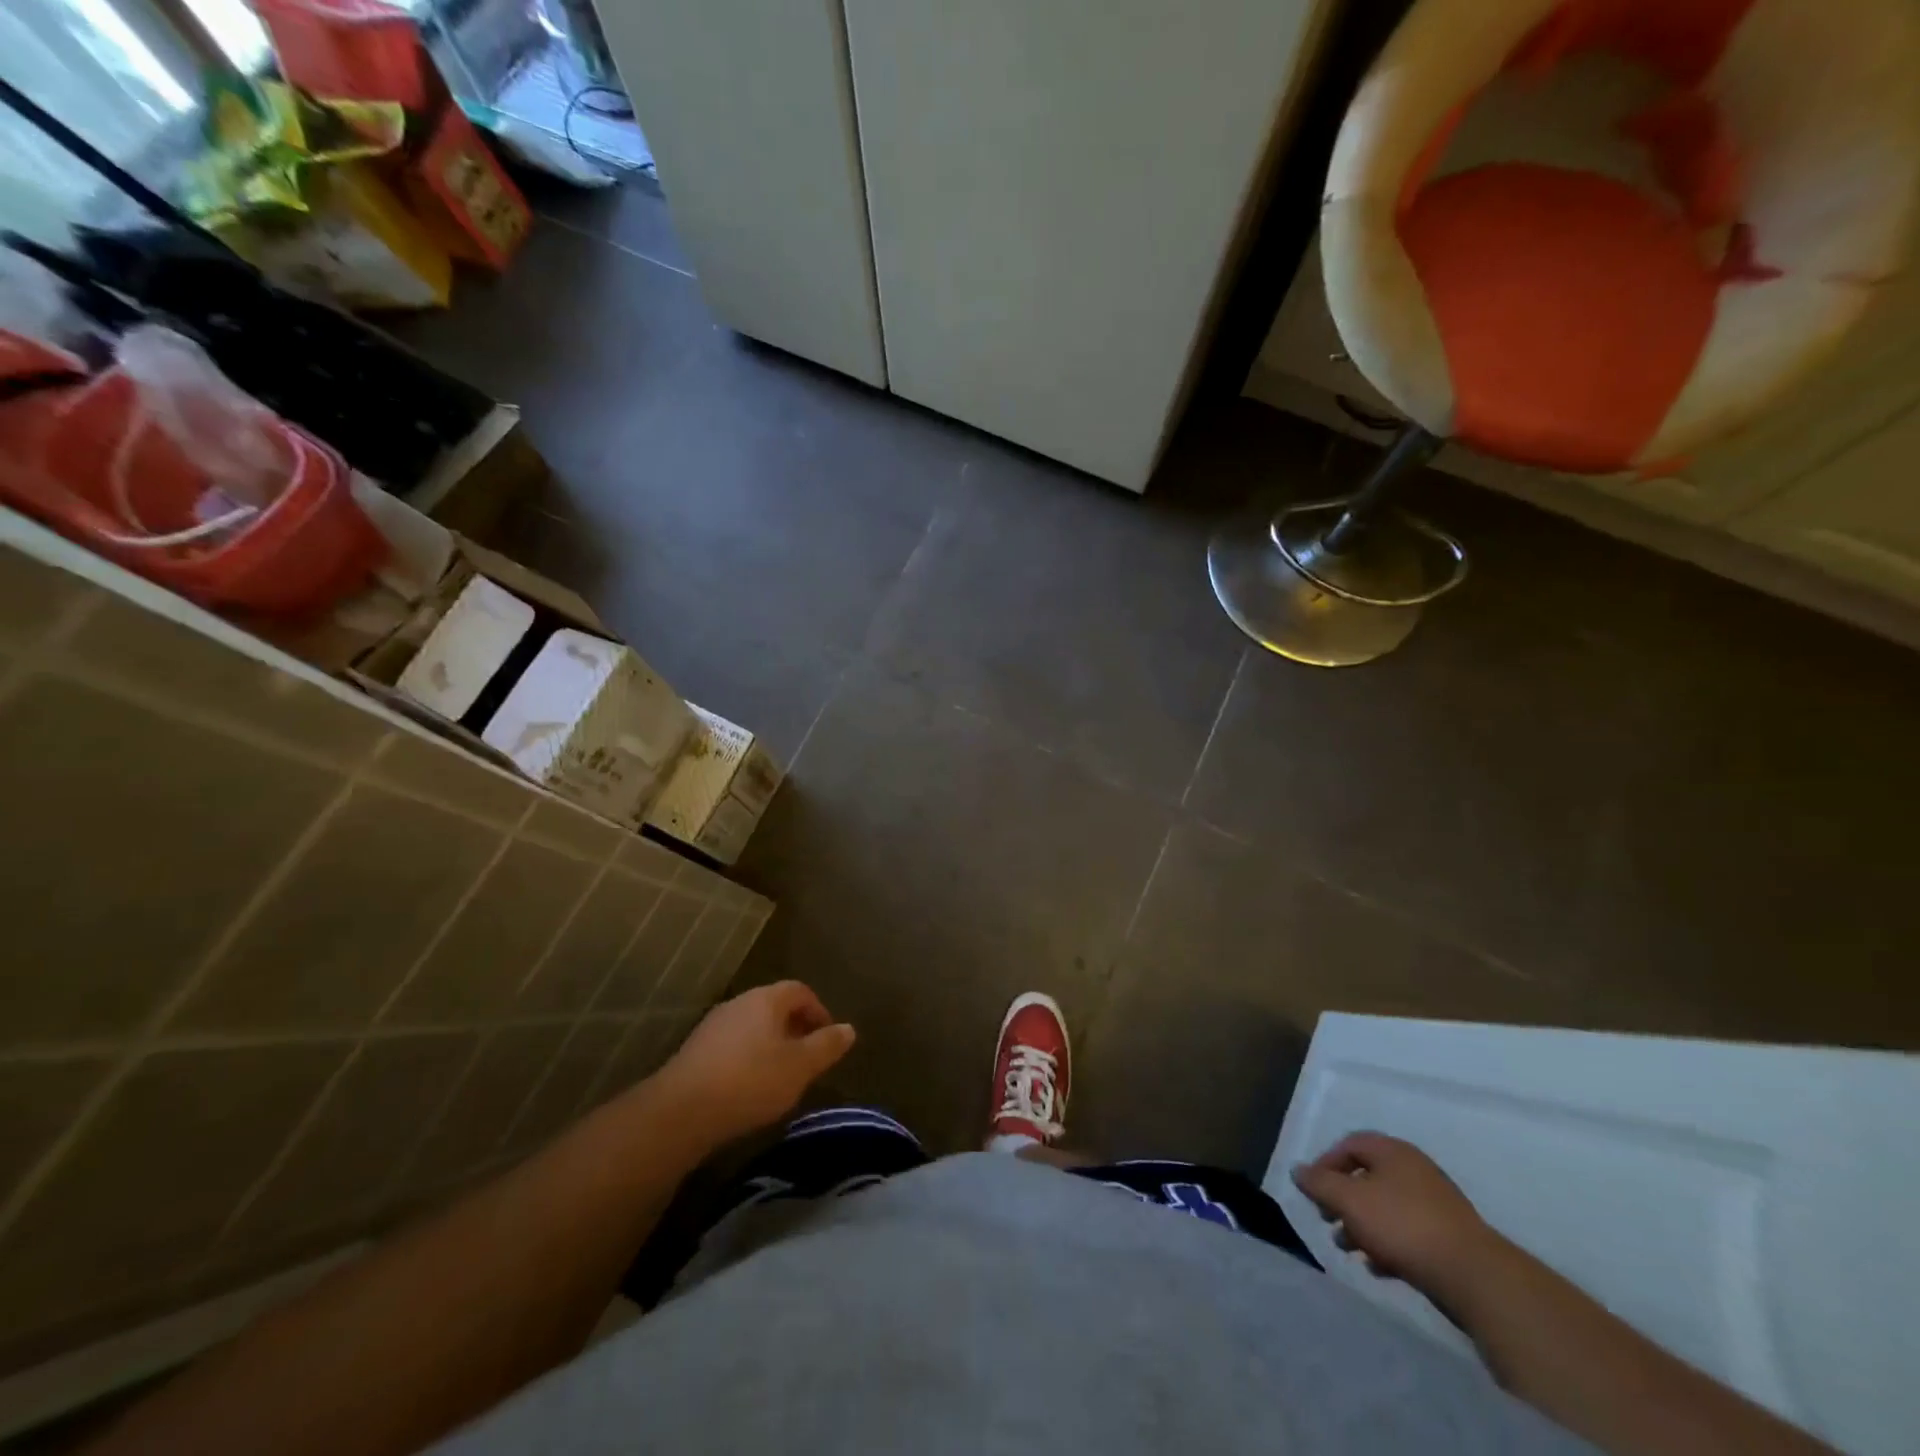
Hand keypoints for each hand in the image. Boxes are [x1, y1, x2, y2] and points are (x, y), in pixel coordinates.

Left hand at [652, 981, 855, 1144]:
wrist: (681, 1112)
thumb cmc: (750, 1081)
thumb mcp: (800, 1067)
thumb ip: (827, 1046)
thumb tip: (849, 1029)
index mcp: (766, 999)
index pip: (800, 991)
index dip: (819, 1011)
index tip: (828, 1039)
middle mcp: (739, 1003)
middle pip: (775, 1007)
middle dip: (795, 1029)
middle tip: (808, 1059)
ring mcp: (713, 1026)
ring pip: (752, 1027)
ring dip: (771, 1045)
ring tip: (781, 1077)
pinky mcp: (695, 1051)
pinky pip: (732, 1046)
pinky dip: (748, 1059)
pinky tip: (749, 1088)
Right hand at [1292, 1132, 1505, 1307]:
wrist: (1474, 1277)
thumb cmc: (1402, 1225)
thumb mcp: (1349, 1200)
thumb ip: (1319, 1183)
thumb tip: (1298, 1170)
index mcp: (1393, 1151)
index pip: (1349, 1145)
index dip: (1325, 1164)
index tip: (1313, 1191)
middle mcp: (1415, 1170)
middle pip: (1367, 1177)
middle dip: (1342, 1200)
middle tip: (1328, 1221)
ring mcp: (1435, 1204)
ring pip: (1386, 1207)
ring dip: (1362, 1225)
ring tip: (1349, 1249)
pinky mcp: (1449, 1238)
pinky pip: (1407, 1232)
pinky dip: (1387, 1244)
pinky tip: (1379, 1267)